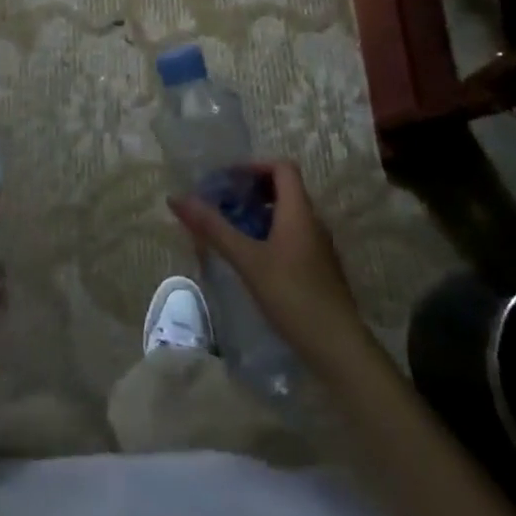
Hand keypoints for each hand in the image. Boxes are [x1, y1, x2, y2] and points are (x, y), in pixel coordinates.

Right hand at [168, 161, 368, 371]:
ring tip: (232, 230)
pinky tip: (252, 260)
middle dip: (252, 191)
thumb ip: (213, 227)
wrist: (338, 348)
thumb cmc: (292, 295)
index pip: (282, 167)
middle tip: (224, 204)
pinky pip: (293, 237)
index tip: (228, 181)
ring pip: (288, 215)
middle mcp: (313, 222)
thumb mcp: (247, 260)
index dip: (255, 167)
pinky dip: (270, 235)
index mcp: (299, 211)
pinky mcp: (319, 270)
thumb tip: (177, 198)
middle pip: (284, 189)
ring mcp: (319, 247)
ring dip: (260, 214)